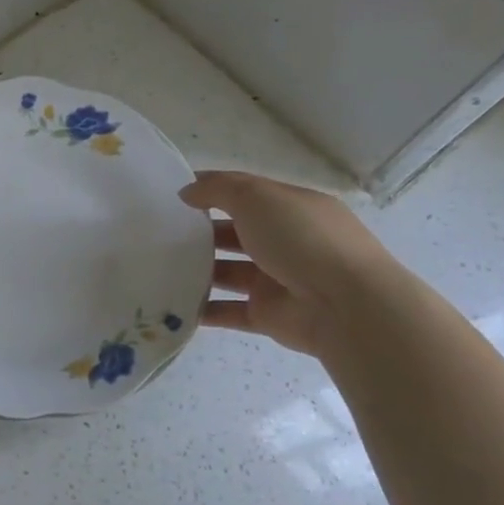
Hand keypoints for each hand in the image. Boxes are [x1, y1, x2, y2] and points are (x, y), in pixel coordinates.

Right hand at [180, 170, 397, 356]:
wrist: (345, 305)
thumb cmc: (302, 239)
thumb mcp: (257, 198)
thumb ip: (218, 189)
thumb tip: (186, 192)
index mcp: (292, 208)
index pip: (246, 193)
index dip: (211, 190)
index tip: (173, 196)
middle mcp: (286, 241)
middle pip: (235, 233)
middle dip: (201, 232)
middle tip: (158, 234)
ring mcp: (276, 280)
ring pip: (228, 273)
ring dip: (198, 270)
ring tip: (159, 268)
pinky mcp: (267, 314)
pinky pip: (227, 310)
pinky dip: (202, 309)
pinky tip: (171, 305)